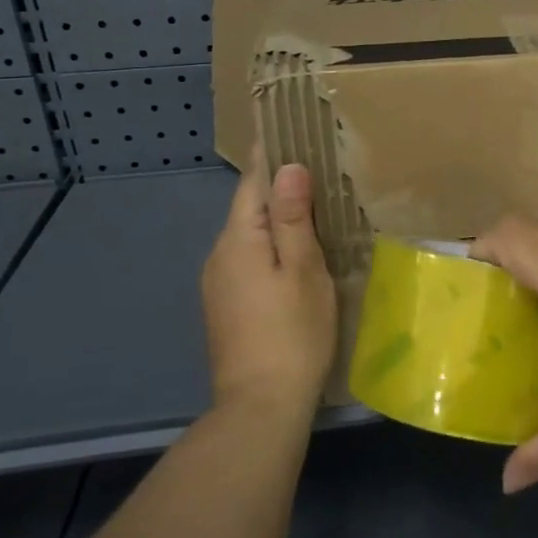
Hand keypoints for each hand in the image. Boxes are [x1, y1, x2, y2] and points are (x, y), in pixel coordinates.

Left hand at [200, 154, 336, 418]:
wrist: (259, 408)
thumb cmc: (291, 333)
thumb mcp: (303, 270)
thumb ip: (292, 218)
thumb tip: (288, 166)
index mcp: (238, 240)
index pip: (252, 183)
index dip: (271, 156)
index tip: (291, 129)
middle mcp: (219, 256)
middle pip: (249, 209)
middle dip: (279, 188)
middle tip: (319, 169)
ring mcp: (218, 285)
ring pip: (250, 237)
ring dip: (277, 220)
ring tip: (315, 209)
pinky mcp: (225, 308)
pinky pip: (249, 261)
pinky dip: (271, 248)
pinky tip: (296, 256)